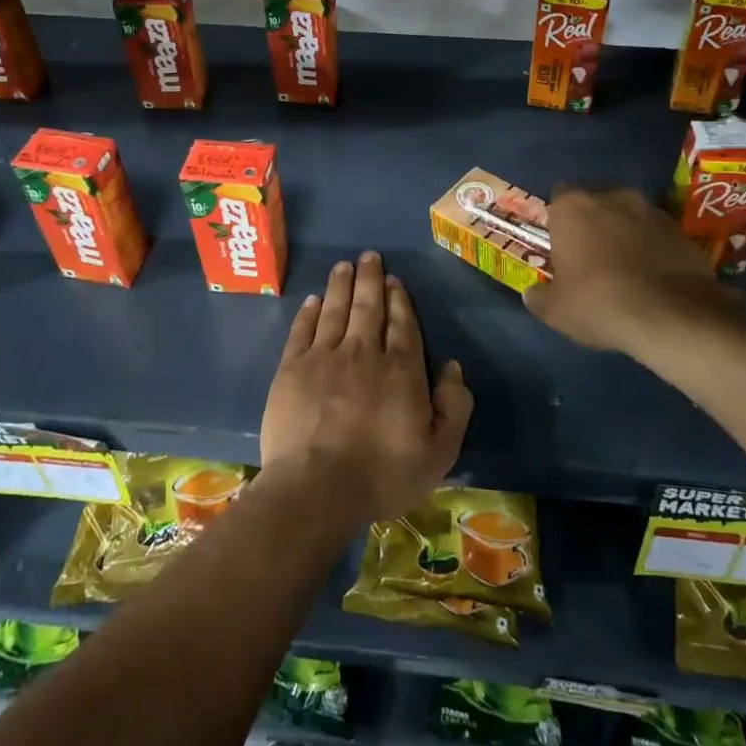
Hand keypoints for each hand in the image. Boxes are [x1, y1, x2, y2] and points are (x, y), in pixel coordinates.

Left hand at [260, 252, 472, 529]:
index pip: (403, 324)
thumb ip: (453, 406)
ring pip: (336, 310)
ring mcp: (324, 357)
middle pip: (369, 307)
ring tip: (344, 265)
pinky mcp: (292, 369)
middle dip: (371, 279)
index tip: (395, 281)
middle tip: (369, 256)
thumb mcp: (439, 452)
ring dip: (341, 285)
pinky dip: (309, 312)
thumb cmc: (383, 474)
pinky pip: (303, 330)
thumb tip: (452, 366)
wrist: (316, 488)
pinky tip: (313, 300)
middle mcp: (364, 352)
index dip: (400, 300)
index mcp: (401, 370)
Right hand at [523, 186, 738, 355]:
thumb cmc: (599, 303)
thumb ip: (540, 297)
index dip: (559, 221)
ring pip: (629, 215)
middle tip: (590, 256)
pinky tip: (652, 277)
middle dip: (593, 222)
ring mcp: (651, 210)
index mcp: (573, 207)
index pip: (558, 198)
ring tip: (625, 267)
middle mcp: (612, 197)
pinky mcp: (682, 229)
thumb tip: (533, 294)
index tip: (561, 246)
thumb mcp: (556, 310)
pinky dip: (652, 248)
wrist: (672, 316)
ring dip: (625, 233)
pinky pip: (657, 234)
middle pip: (596, 201)